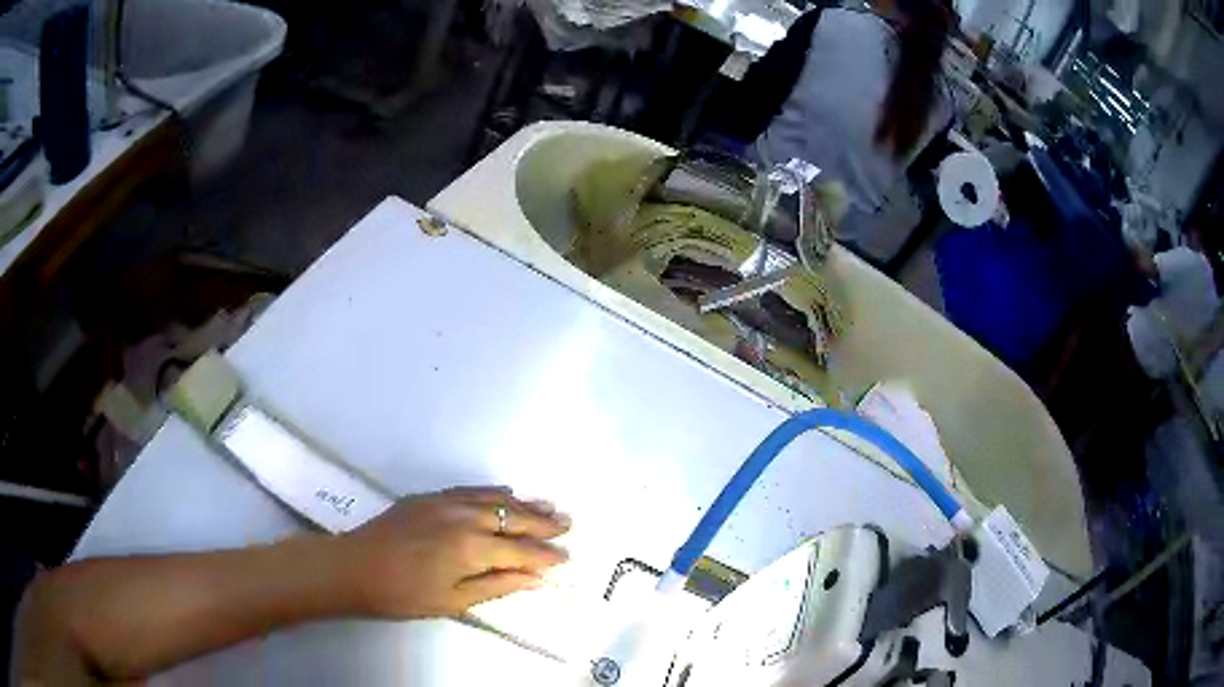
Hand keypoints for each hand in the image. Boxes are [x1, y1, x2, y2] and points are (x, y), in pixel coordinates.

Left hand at [333, 486, 570, 618]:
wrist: (354, 566)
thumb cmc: (403, 593)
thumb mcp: (453, 601)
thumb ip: (496, 585)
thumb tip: (536, 579)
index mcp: (471, 548)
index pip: (520, 551)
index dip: (546, 555)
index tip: (567, 556)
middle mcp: (464, 518)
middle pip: (513, 519)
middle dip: (543, 523)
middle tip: (568, 522)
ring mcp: (446, 502)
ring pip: (495, 500)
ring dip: (524, 504)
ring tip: (550, 505)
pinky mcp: (430, 497)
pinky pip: (470, 490)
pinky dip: (493, 492)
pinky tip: (506, 492)